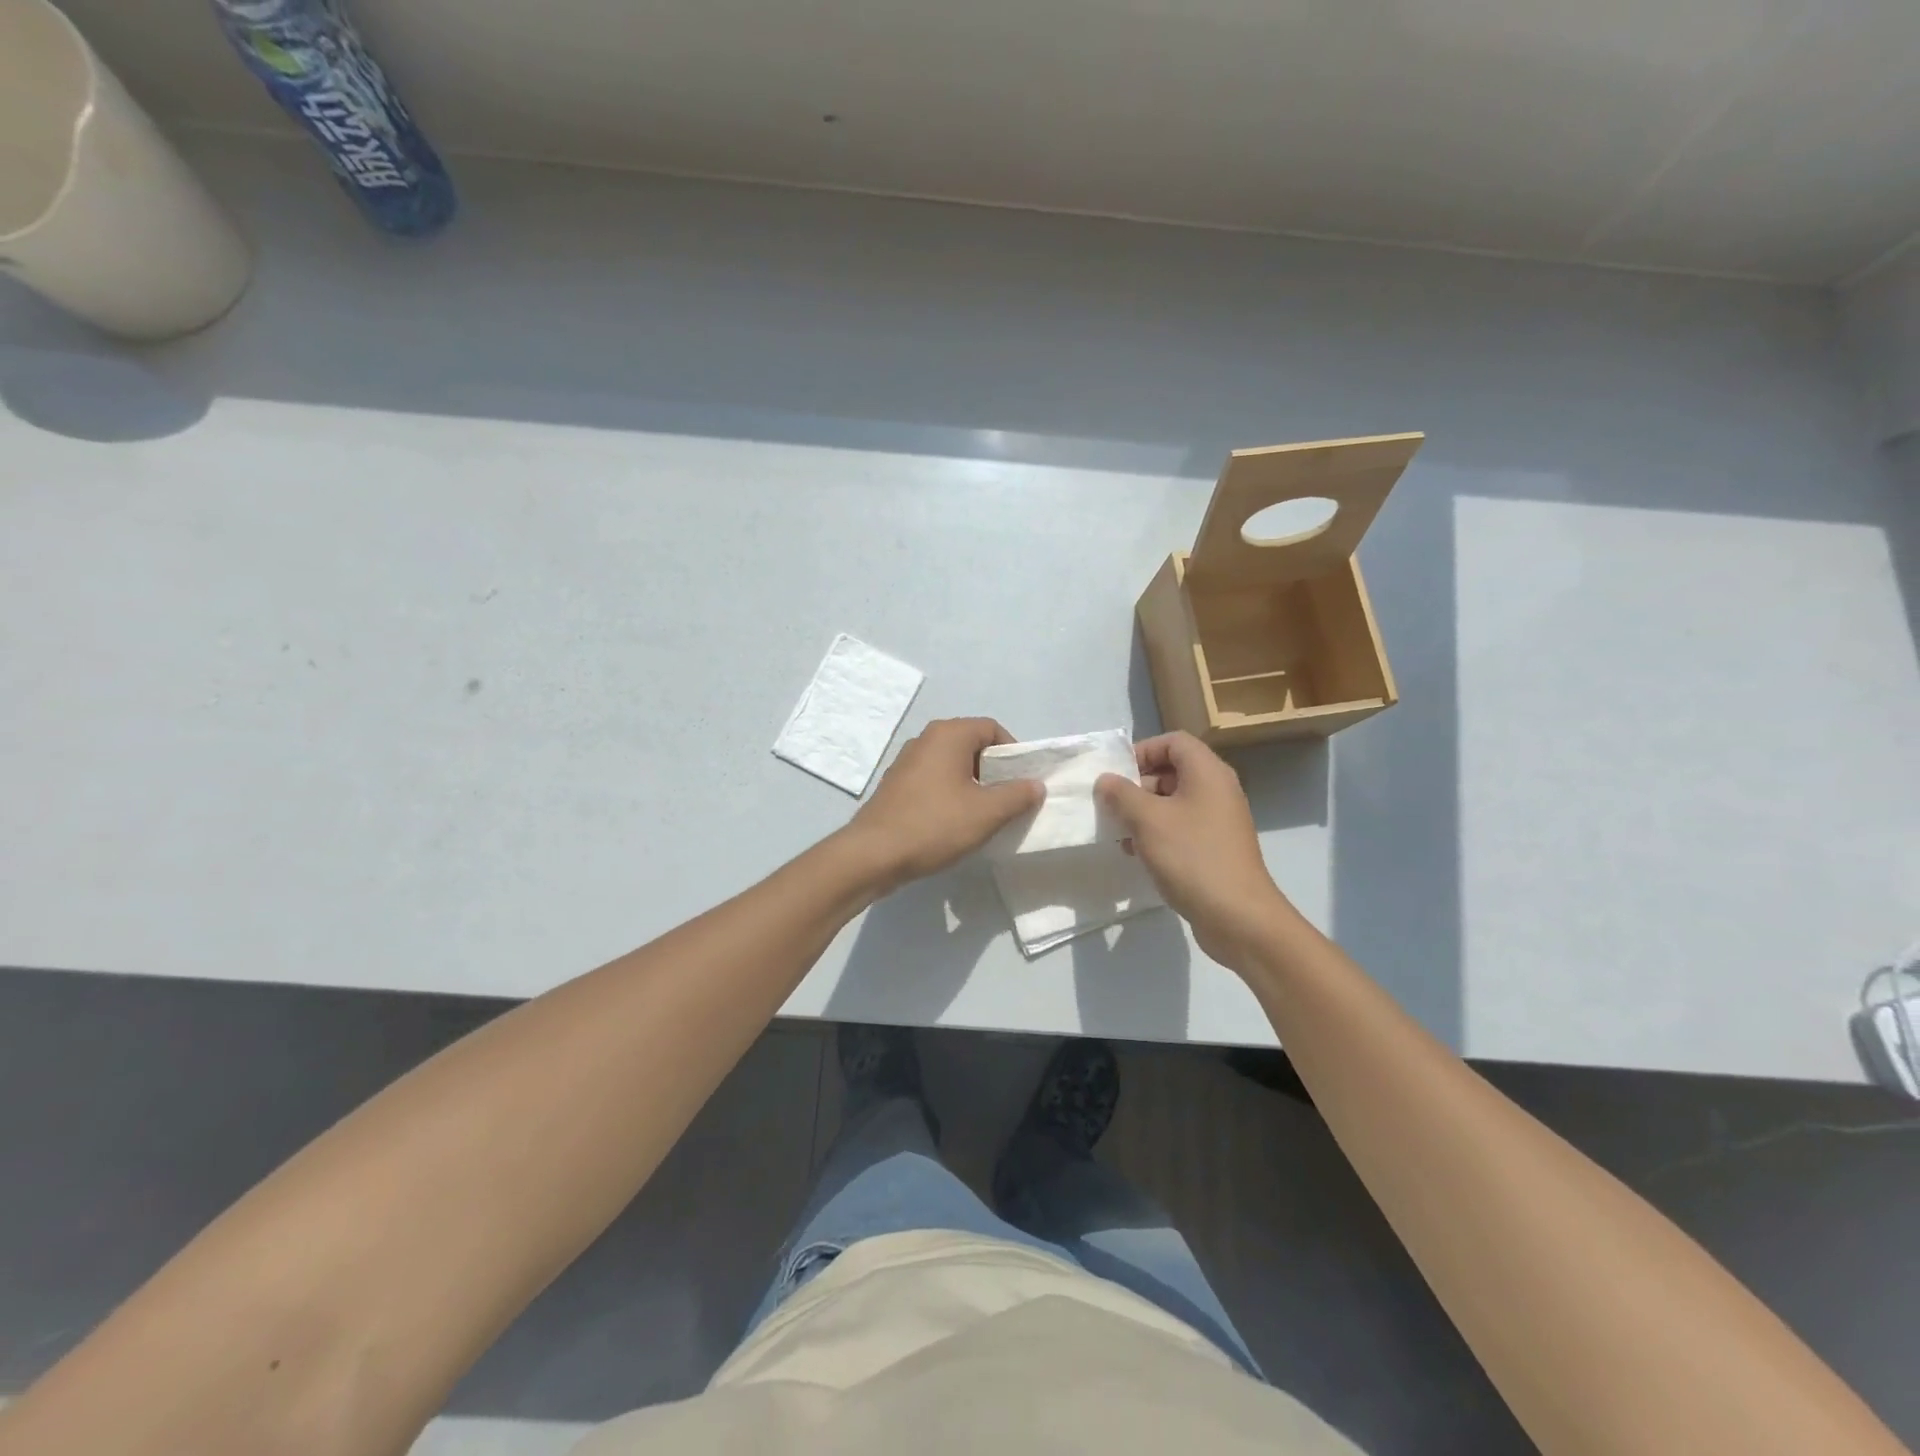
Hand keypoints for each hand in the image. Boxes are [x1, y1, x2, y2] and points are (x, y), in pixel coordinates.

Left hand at [844, 718, 1042, 892]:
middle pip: (972, 744)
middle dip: (994, 770)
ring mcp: (907, 761)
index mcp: (948, 734)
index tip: (1022, 782)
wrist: (873, 854)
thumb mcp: (986, 813)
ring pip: (952, 764)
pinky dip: (950, 793)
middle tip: (1007, 799)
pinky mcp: (896, 784)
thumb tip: (1035, 785)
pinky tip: (954, 822)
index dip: (1013, 752)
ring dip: (973, 784)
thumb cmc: (934, 825)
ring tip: (984, 814)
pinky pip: (934, 780)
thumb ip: (1017, 795)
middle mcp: (925, 739)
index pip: (992, 728)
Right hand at [1095, 732, 1292, 967]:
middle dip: (1137, 786)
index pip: (1173, 741)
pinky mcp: (1215, 847)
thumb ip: (1121, 794)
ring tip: (1120, 835)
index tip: (1116, 776)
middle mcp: (1217, 789)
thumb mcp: (1147, 820)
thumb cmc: (1192, 857)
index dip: (1142, 751)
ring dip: (1143, 813)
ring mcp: (1219, 820)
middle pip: (1172, 771)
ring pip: (1173, 802)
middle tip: (1112, 807)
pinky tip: (1137, 855)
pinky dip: (1158, 834)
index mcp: (1207, 772)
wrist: (1238, 916)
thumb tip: (1106, 780)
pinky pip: (1181, 827)